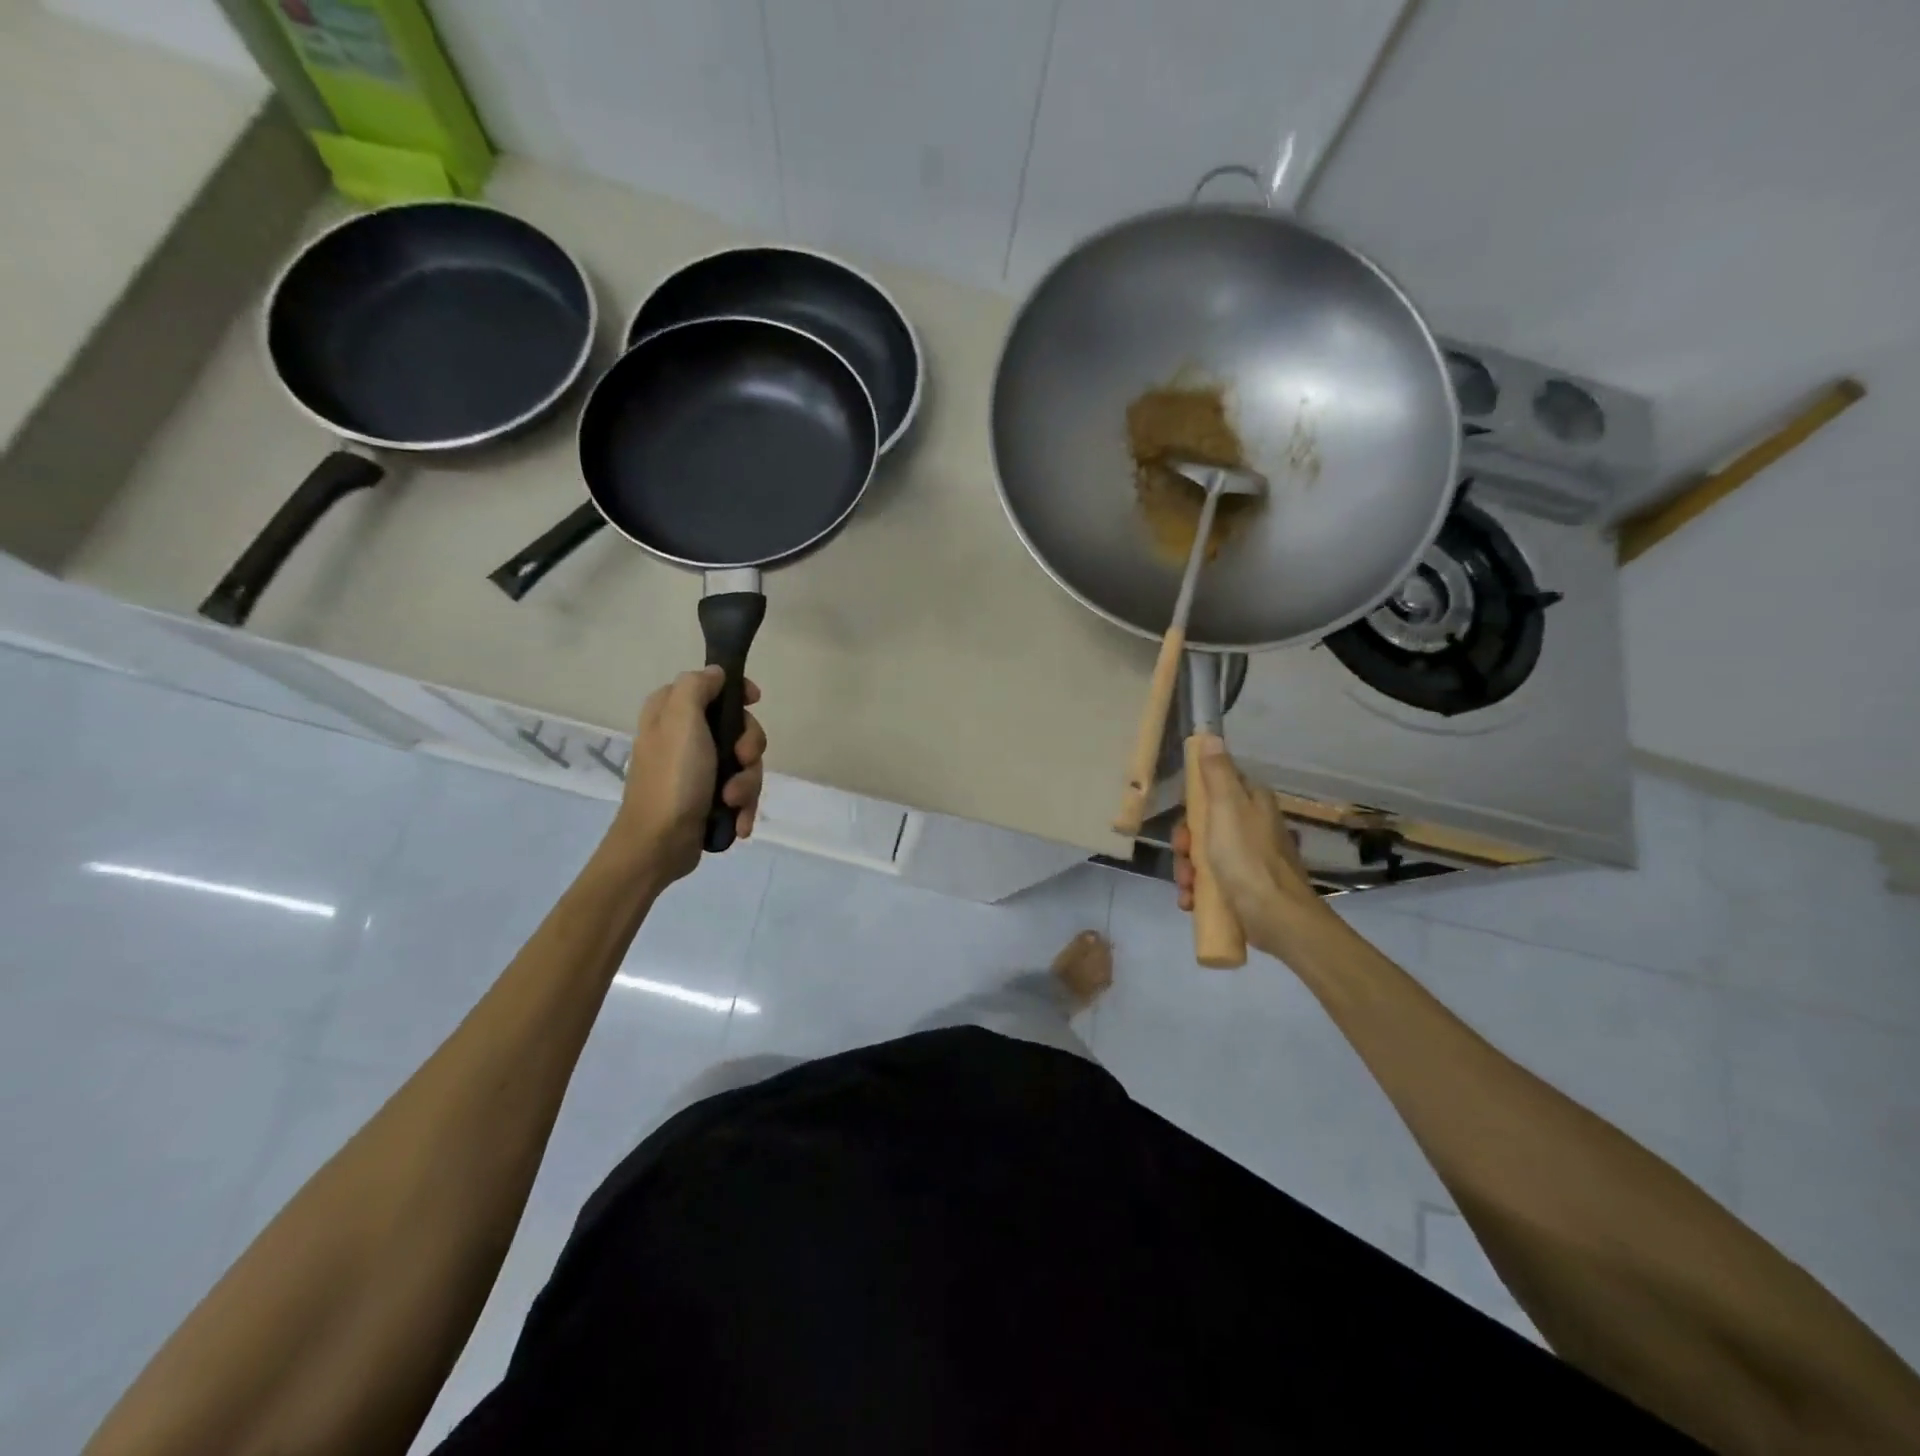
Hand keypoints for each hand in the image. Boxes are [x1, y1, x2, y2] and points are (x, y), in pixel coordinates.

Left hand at [608, 667, 765, 884]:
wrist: (658, 844)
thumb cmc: (672, 778)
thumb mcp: (680, 720)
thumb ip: (697, 687)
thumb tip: (716, 673)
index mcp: (671, 713)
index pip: (712, 686)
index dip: (737, 692)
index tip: (754, 701)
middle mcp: (684, 738)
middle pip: (738, 727)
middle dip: (748, 748)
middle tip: (741, 760)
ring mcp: (698, 770)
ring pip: (744, 764)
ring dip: (746, 784)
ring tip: (732, 803)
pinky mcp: (708, 799)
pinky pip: (740, 793)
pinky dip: (743, 807)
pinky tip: (738, 822)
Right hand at [1172, 742, 1327, 947]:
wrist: (1278, 919)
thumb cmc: (1248, 860)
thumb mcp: (1225, 810)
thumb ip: (1216, 774)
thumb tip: (1212, 736)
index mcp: (1253, 803)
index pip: (1216, 788)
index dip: (1194, 804)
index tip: (1184, 822)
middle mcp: (1254, 826)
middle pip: (1206, 825)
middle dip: (1187, 845)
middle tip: (1184, 858)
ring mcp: (1252, 858)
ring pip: (1206, 854)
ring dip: (1189, 871)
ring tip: (1188, 888)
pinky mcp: (1248, 886)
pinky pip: (1214, 880)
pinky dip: (1200, 890)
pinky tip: (1192, 902)